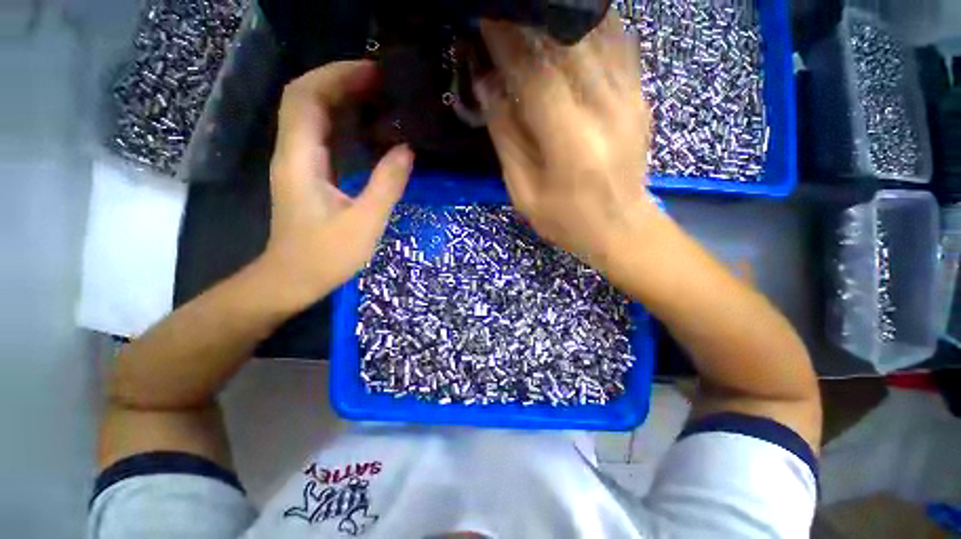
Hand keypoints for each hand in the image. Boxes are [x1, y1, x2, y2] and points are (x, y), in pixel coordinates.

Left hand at [260, 61, 413, 308]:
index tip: (374, 73)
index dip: (337, 76)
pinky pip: (325, 138)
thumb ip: (387, 184)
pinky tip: (371, 129)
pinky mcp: (310, 175)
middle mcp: (293, 153)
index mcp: (300, 159)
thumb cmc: (326, 256)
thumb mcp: (364, 222)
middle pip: (307, 98)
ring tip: (382, 98)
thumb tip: (407, 150)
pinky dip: (346, 124)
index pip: (306, 97)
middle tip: (384, 83)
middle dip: (342, 81)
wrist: (293, 279)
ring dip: (344, 100)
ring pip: (315, 116)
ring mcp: (300, 163)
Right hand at [476, 16, 654, 269]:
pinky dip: (592, 26)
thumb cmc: (566, 221)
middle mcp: (605, 108)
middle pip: (565, 43)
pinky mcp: (640, 97)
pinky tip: (570, 26)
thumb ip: (507, 138)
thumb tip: (487, 86)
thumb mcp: (525, 192)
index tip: (483, 18)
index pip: (533, 72)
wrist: (621, 230)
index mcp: (570, 141)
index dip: (505, 41)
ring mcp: (629, 98)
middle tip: (503, 13)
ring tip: (531, 16)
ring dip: (559, 19)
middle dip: (529, 21)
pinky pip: (619, 45)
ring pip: (595, 35)